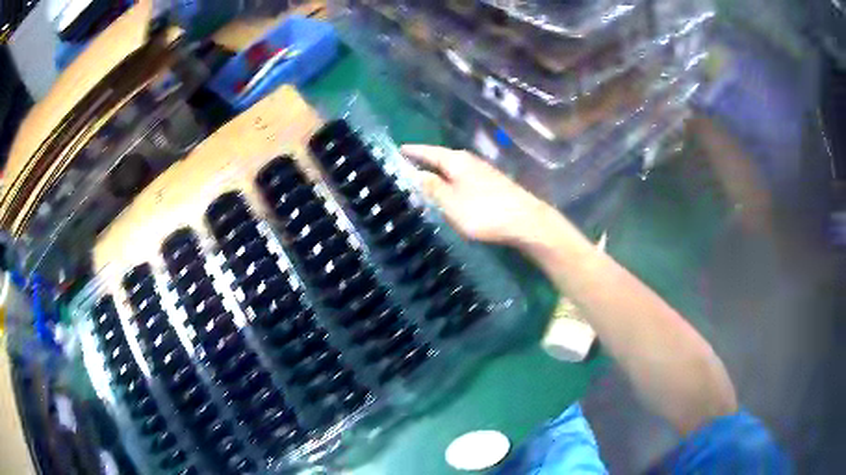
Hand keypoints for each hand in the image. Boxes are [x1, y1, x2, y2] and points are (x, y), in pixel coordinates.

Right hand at [401, 145, 554, 245]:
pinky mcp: (492, 185)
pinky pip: (464, 178)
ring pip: (454, 169)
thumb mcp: (450, 203)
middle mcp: (470, 161)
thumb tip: (417, 174)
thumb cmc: (484, 211)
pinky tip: (451, 190)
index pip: (429, 152)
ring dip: (439, 172)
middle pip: (443, 158)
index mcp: (456, 161)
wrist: (525, 221)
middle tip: (408, 165)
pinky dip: (452, 181)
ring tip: (425, 178)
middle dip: (426, 161)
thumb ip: (432, 188)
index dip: (414, 151)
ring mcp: (483, 172)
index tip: (400, 149)